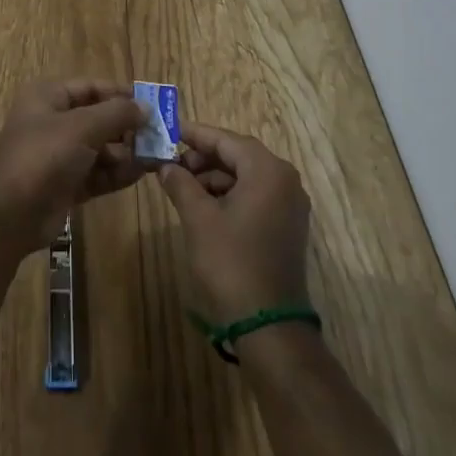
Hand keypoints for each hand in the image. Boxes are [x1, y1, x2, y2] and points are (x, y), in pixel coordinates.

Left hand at [0, 79, 149, 255]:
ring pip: (100, 148)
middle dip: (127, 127)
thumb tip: (145, 107)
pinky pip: (97, 173)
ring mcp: (59, 155)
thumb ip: (116, 114)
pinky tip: (140, 174)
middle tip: (159, 136)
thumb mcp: (81, 127)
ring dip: (126, 152)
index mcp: (49, 97)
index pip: (91, 87)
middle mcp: (53, 122)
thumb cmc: (43, 156)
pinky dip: (116, 173)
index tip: (153, 104)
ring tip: (154, 157)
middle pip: (98, 118)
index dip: (121, 94)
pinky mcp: (66, 184)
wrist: (8, 215)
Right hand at [158, 122, 311, 324]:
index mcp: (268, 171)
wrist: (267, 325)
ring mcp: (289, 205)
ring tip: (182, 188)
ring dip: (215, 178)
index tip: (168, 130)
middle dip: (204, 158)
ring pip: (246, 176)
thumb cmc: (231, 262)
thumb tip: (165, 165)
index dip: (195, 134)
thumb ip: (180, 183)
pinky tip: (204, 207)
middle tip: (172, 164)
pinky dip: (229, 195)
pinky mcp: (287, 226)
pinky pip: (255, 195)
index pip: (226, 140)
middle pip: (238, 155)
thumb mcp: (199, 218)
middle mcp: (285, 180)